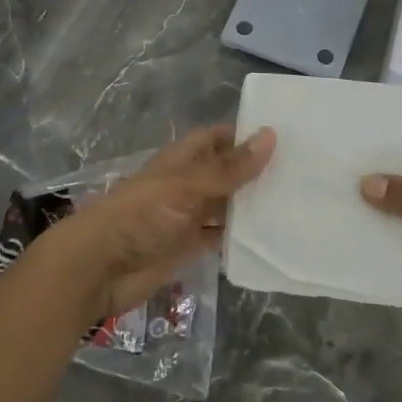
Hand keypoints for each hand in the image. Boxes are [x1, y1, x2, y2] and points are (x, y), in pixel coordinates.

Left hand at [34, 124, 275, 319]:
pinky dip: (239, 237)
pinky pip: (219, 238)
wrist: (99, 266)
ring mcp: (186, 217)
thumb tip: (270, 135)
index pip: (217, 138)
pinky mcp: (186, 247)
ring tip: (296, 204)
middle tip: (302, 173)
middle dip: (255, 172)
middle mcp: (186, 184)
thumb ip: (229, 168)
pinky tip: (270, 237)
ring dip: (250, 206)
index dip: (244, 135)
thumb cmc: (141, 215)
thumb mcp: (188, 186)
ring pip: (225, 206)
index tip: (285, 137)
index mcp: (182, 160)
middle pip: (225, 173)